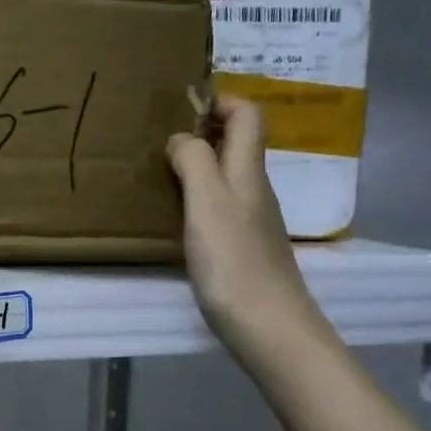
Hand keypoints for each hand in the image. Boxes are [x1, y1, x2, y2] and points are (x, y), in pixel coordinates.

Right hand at [167, 98, 319, 347]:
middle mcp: (255, 189)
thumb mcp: (206, 202)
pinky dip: (200, 196)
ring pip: (229, 173)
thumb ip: (193, 161)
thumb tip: (181, 137)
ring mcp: (252, 219)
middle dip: (204, 129)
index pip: (248, 115)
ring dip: (199, 162)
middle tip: (162, 138)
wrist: (269, 328)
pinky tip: (177, 214)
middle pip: (239, 142)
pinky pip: (222, 204)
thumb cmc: (234, 261)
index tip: (182, 108)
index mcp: (248, 171)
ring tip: (162, 171)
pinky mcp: (244, 247)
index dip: (220, 102)